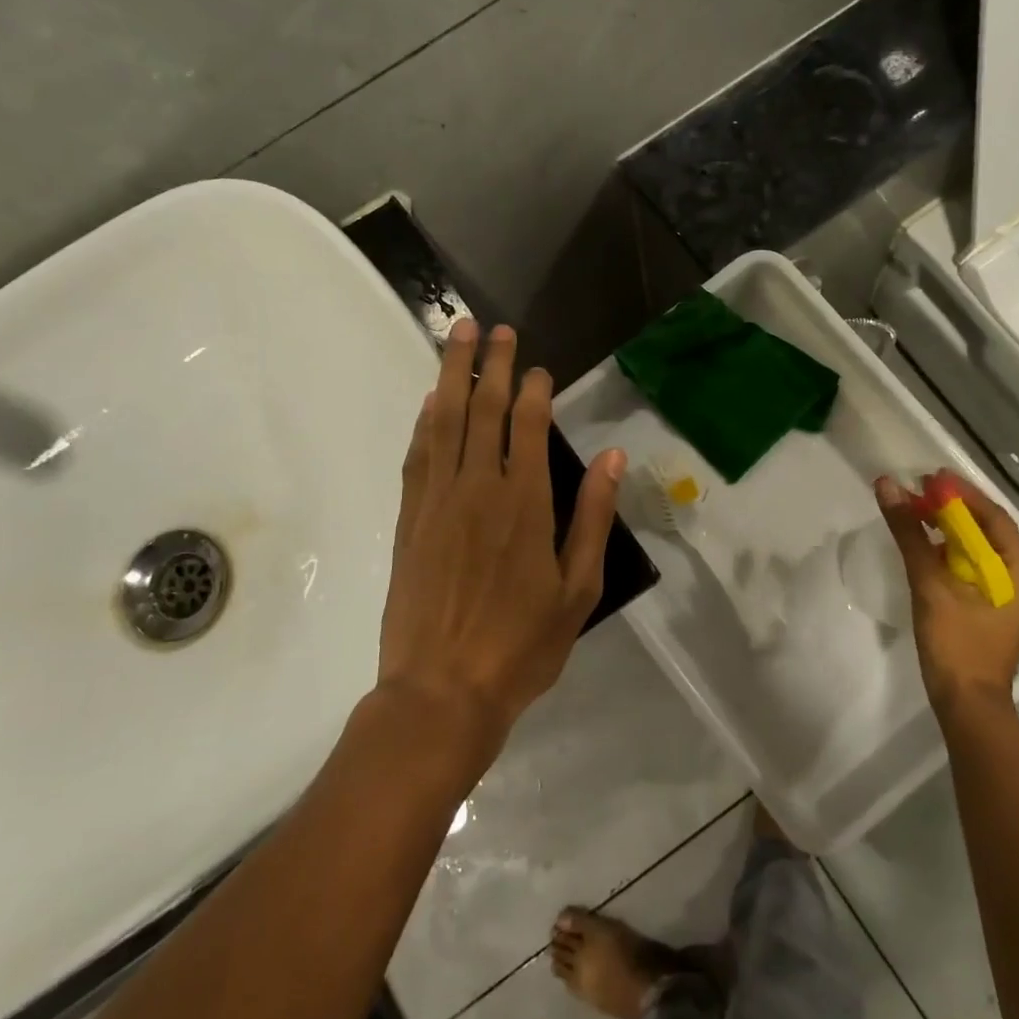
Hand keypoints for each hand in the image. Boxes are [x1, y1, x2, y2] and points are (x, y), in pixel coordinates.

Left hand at [376, 319, 625, 773]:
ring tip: (458, 337)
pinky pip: (417, 456)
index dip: (533, 389)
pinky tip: (431, 402)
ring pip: (444, 421)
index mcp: (524, 503)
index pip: (528, 426)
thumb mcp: (578, 589)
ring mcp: (436, 501)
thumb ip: (592, 517)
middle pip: (483, 409)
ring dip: (452, 375)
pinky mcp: (409, 520)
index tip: (539, 368)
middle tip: (495, 328)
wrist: (441, 691)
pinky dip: (425, 422)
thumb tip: (610, 456)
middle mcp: (477, 487)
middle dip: (491, 364)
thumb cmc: (521, 646)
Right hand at [874, 472, 1018, 711]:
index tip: (930, 477)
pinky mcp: (985, 609)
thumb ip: (910, 534)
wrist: (965, 704)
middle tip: (919, 490)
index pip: (994, 518)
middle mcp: (1017, 580)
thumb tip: (888, 486)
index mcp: (1018, 572)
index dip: (963, 494)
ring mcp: (1003, 596)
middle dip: (954, 508)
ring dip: (948, 528)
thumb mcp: (930, 583)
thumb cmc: (956, 643)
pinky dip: (947, 550)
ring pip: (976, 549)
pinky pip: (968, 567)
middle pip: (986, 531)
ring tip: (916, 511)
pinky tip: (923, 545)